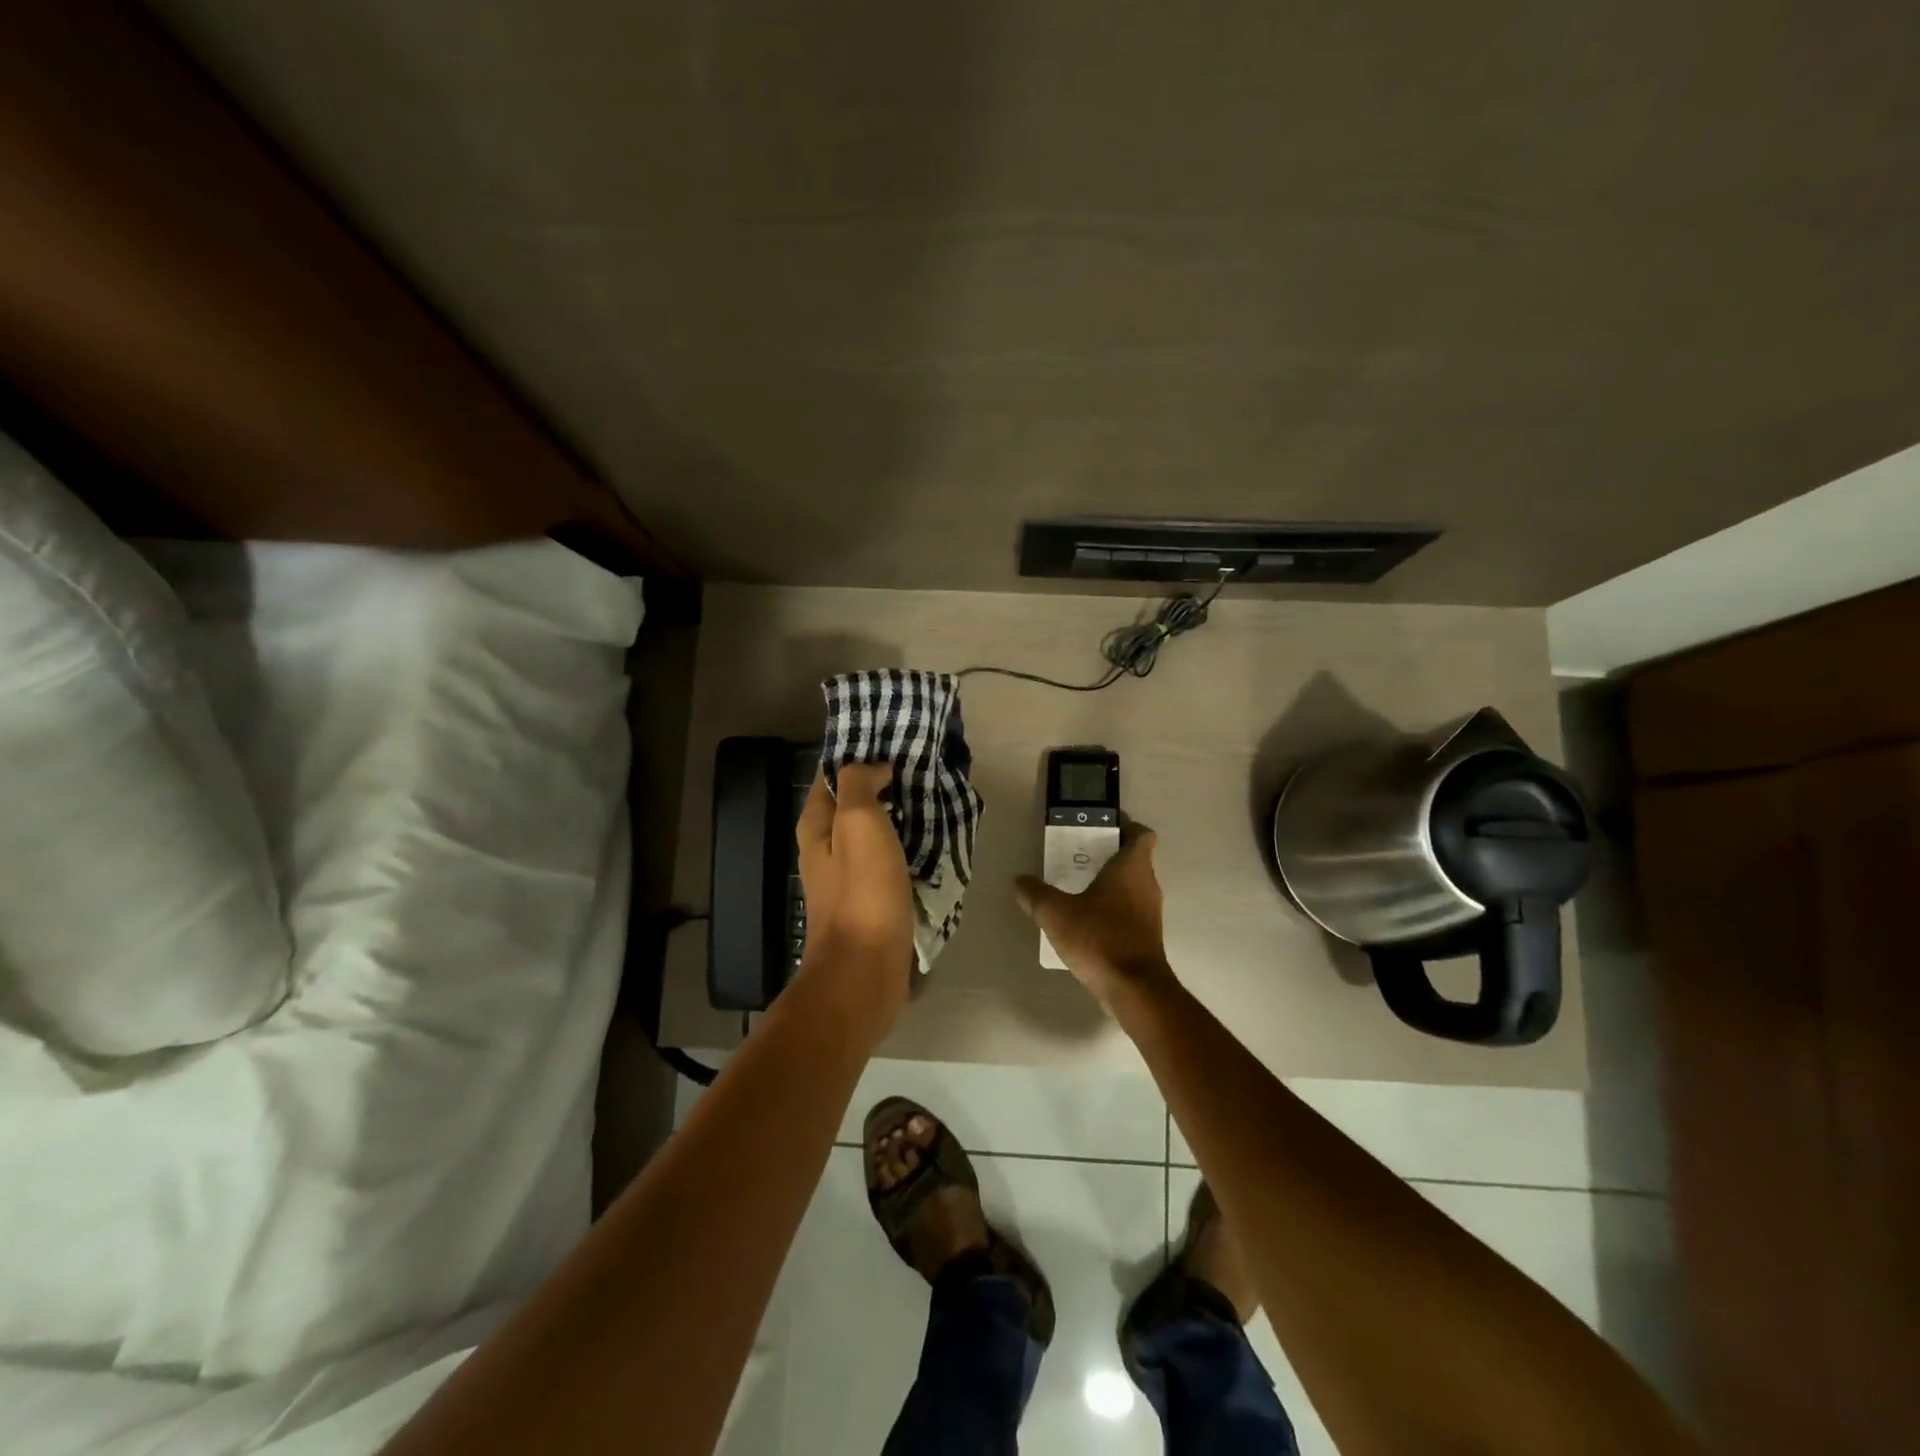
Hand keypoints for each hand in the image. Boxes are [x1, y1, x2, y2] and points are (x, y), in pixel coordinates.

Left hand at [796, 763, 914, 1045]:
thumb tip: (875, 767)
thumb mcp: (857, 824)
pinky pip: (889, 861)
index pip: (830, 776)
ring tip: (931, 798)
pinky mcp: (871, 902)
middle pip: (852, 804)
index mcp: (816, 827)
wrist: (865, 970)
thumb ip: (859, 785)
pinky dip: (906, 846)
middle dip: (881, 784)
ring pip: (873, 833)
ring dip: (897, 816)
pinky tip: (931, 841)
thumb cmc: (861, 892)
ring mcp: (848, 878)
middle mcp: (826, 849)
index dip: (856, 754)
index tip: (891, 739)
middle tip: (919, 767)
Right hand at [1013, 822, 1172, 1010]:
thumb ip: (1035, 894)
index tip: (1099, 829)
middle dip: (1107, 856)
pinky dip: (1112, 910)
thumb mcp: (1056, 913)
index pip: (1141, 834)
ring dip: (1109, 885)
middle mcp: (1147, 884)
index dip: (1124, 827)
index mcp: (1132, 867)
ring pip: (1132, 887)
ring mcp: (1150, 913)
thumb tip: (1019, 881)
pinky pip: (1130, 912)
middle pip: (1134, 859)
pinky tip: (1085, 922)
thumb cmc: (1099, 938)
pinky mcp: (1147, 937)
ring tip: (1076, 889)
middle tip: (1076, 858)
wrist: (1134, 989)